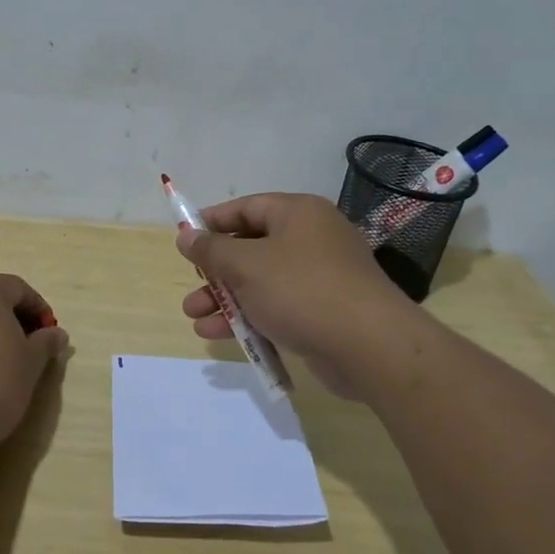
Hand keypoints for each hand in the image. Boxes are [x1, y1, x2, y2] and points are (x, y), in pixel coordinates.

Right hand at [178, 193, 415, 395]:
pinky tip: (221, 336)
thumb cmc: (302, 291)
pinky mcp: (323, 311)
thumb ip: (211, 250)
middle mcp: (311, 238)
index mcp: (298, 213)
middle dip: (215, 272)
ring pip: (261, 282)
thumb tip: (186, 236)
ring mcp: (320, 276)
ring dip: (226, 299)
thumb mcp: (246, 266)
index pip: (246, 207)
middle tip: (192, 287)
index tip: (184, 240)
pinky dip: (250, 317)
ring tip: (195, 319)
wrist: (369, 346)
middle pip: (251, 247)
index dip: (212, 222)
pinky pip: (278, 306)